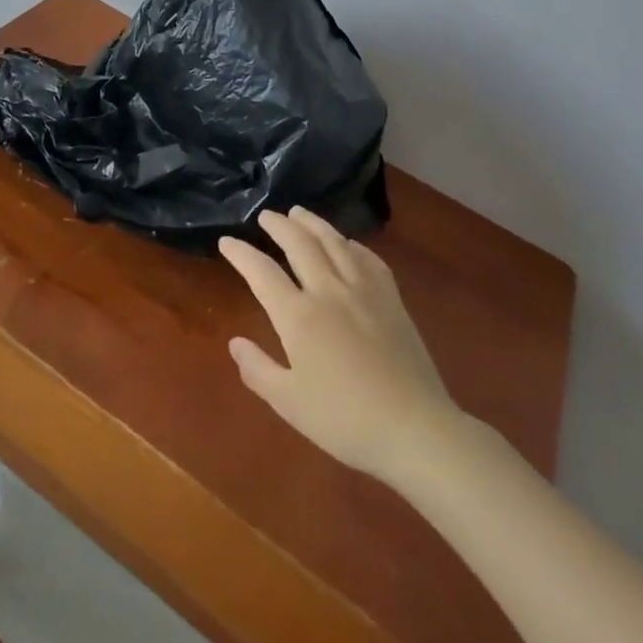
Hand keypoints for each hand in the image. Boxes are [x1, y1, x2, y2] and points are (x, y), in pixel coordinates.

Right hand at [219, 208, 462, 484]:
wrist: (415, 429)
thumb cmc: (345, 421)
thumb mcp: (290, 403)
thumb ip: (258, 370)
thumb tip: (234, 342)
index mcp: (298, 316)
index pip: (261, 272)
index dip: (241, 253)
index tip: (227, 241)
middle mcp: (328, 291)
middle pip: (299, 244)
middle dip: (279, 225)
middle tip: (266, 216)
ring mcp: (363, 291)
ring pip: (334, 242)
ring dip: (313, 223)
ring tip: (299, 213)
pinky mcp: (391, 299)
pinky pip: (368, 258)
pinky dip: (351, 244)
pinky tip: (347, 243)